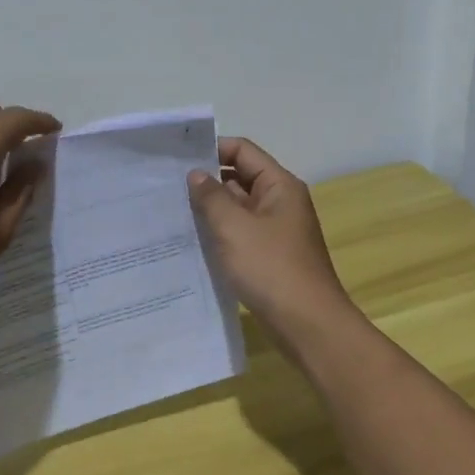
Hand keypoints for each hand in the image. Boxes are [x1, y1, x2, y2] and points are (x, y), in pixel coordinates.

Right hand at [187, 137, 355, 349]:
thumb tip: (196, 174)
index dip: (211, 149)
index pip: (243, 151)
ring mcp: (276, 231)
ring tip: (172, 212)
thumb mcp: (234, 228)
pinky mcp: (270, 256)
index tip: (177, 160)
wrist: (308, 325)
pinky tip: (193, 241)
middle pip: (240, 178)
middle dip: (206, 181)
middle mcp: (281, 202)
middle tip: (166, 187)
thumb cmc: (271, 269)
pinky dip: (220, 234)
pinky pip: (241, 234)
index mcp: (279, 186)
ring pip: (238, 208)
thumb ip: (211, 197)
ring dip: (211, 210)